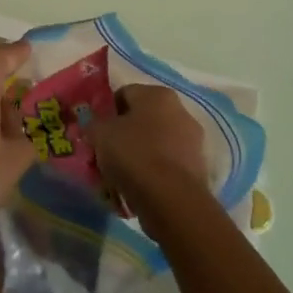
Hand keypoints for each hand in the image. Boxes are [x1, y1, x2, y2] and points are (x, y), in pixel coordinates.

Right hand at [96, 84, 211, 224]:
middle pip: (142, 119)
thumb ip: (93, 125)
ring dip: (138, 154)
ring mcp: (193, 140)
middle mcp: (180, 111)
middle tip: (106, 153)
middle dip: (123, 134)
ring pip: (155, 143)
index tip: (96, 131)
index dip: (106, 112)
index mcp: (157, 94)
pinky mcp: (198, 168)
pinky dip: (153, 173)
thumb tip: (94, 127)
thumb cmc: (133, 154)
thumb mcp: (99, 134)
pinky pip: (167, 165)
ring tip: (119, 175)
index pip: (124, 94)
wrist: (171, 198)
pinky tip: (137, 188)